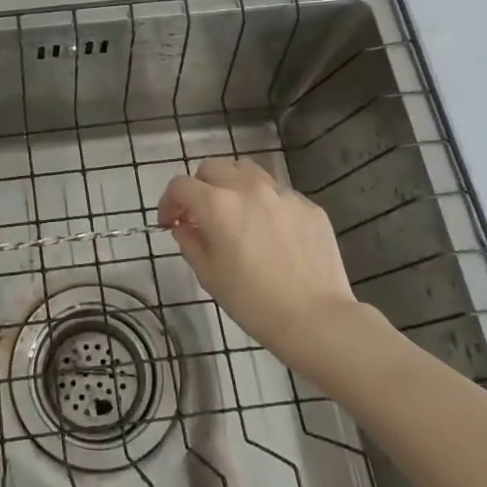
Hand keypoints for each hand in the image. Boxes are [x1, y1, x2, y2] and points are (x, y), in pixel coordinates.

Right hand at [158, 158, 357, 367]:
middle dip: (199, 187)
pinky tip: (271, 232)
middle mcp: (248, 188)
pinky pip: (278, 193)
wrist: (317, 319)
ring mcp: (282, 194)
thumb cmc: (253, 302)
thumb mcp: (209, 275)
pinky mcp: (308, 206)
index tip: (170, 222)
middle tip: (201, 214)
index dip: (169, 202)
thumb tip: (185, 226)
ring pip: (247, 170)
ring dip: (232, 185)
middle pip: (212, 167)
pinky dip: (265, 203)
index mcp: (217, 205)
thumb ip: (190, 242)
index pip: (180, 185)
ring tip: (236, 212)